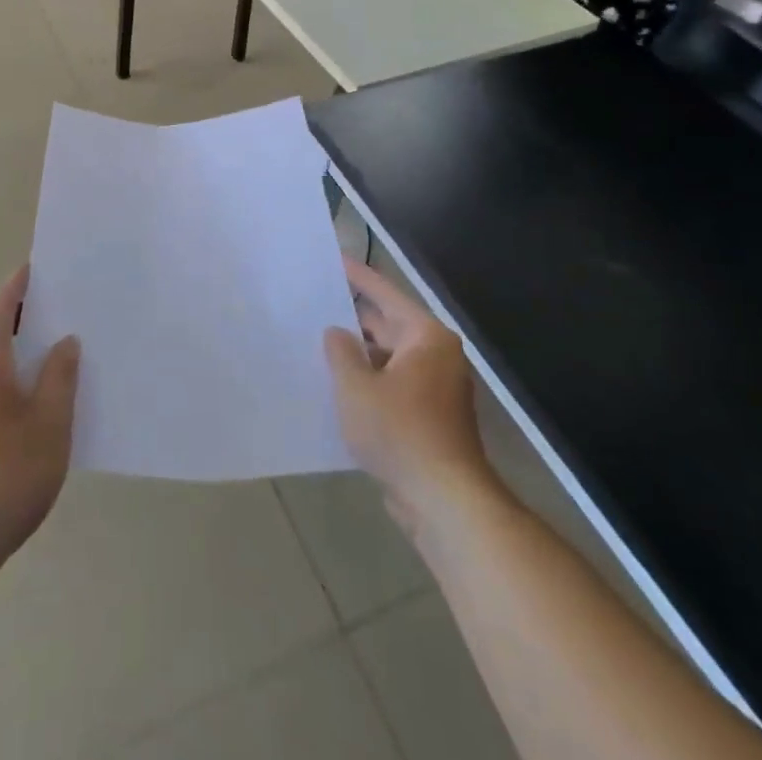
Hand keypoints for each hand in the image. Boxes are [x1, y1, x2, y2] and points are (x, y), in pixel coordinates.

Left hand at [0, 266, 80, 585]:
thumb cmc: (4, 473)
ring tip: (60, 343)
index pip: (2, 308)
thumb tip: (65, 341)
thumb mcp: (49, 423)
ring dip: (20, 345)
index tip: (39, 267)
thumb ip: (60, 377)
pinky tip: (42, 395)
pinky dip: (15, 373)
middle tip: (62, 302)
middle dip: (23, 313)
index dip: (19, 286)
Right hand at [324, 258, 491, 514]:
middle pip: (389, 325)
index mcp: (425, 337)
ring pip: (389, 359)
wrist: (445, 502)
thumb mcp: (356, 388)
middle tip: (316, 305)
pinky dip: (370, 382)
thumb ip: (341, 352)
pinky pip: (394, 386)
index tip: (334, 259)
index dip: (358, 276)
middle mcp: (436, 356)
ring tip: (319, 346)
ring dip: (359, 355)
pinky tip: (339, 388)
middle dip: (354, 319)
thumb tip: (337, 333)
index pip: (386, 294)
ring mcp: (436, 388)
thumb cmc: (400, 433)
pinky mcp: (431, 418)